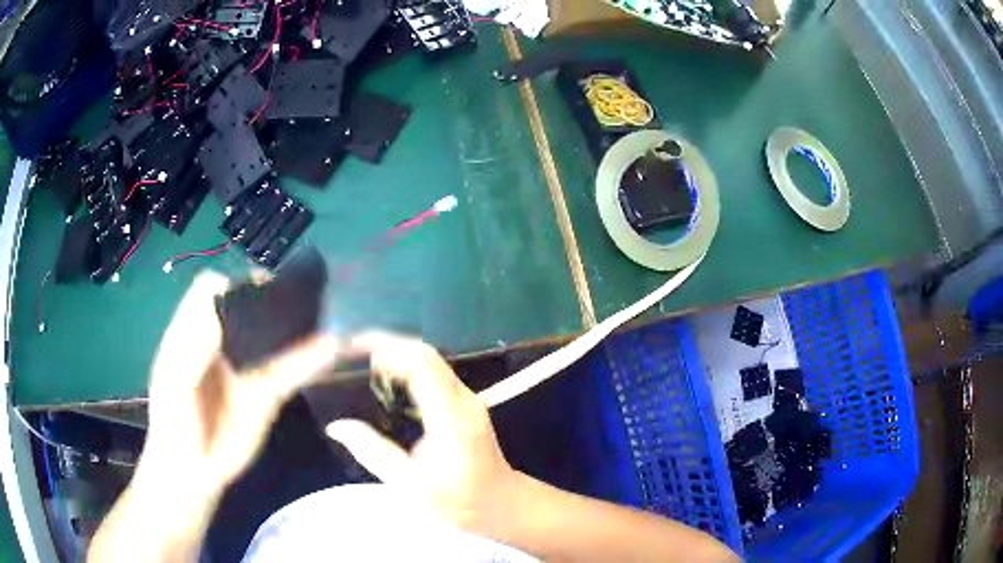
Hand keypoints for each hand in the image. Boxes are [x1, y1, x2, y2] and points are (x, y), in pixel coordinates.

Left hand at [141, 271, 340, 493]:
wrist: (195, 471)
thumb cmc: (175, 424)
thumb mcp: (175, 384)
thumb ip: (194, 349)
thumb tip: (220, 311)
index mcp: (193, 333)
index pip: (210, 292)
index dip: (229, 284)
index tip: (251, 288)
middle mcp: (222, 344)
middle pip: (246, 306)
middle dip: (270, 293)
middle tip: (298, 290)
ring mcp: (246, 368)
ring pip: (274, 337)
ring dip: (297, 322)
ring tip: (326, 305)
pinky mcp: (267, 393)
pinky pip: (291, 371)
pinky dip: (311, 359)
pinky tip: (333, 347)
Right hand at [326, 332, 522, 540]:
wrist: (501, 504)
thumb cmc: (458, 501)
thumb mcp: (410, 485)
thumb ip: (373, 453)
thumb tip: (336, 427)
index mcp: (451, 417)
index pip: (421, 362)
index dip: (387, 345)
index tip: (353, 346)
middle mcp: (463, 399)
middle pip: (425, 354)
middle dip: (387, 346)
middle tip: (351, 356)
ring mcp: (468, 399)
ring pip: (430, 361)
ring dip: (397, 357)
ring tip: (363, 368)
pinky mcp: (465, 403)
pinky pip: (433, 374)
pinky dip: (407, 370)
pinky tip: (387, 385)